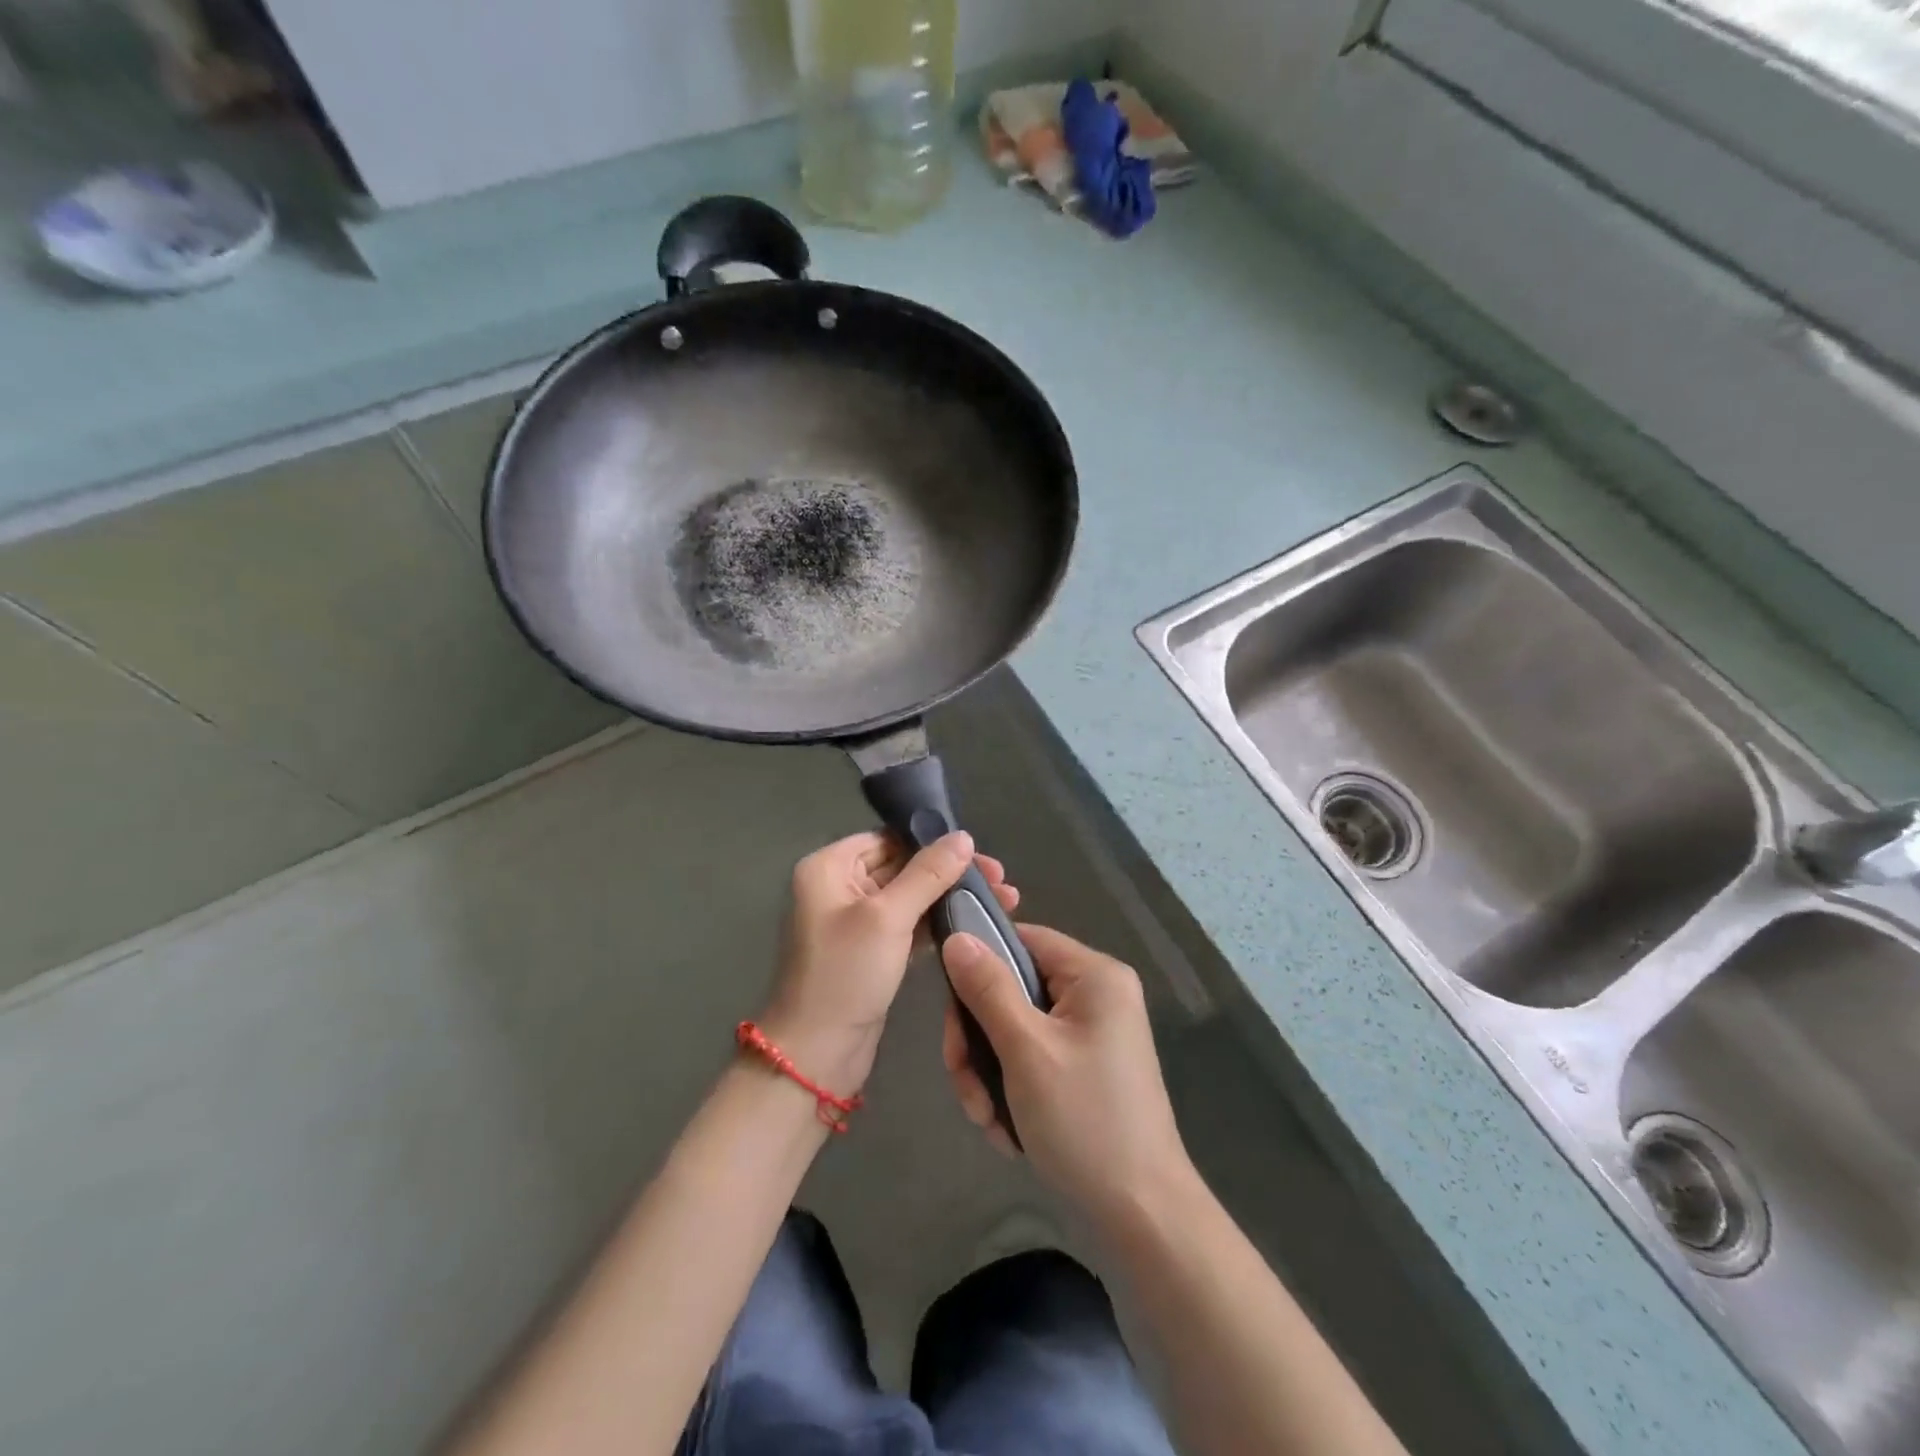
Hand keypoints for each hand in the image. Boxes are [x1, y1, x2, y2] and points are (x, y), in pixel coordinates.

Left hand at [761, 831, 1018, 1098]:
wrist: (816, 1055)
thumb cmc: (845, 974)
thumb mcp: (888, 918)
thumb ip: (928, 874)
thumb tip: (963, 836)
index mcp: (829, 867)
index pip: (888, 838)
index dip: (931, 841)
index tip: (978, 851)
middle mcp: (838, 887)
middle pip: (902, 865)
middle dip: (949, 871)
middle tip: (1000, 879)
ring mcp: (855, 922)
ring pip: (910, 897)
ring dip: (950, 896)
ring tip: (1003, 899)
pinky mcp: (872, 952)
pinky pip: (909, 925)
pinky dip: (939, 922)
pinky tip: (976, 922)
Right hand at [941, 924, 1191, 1227]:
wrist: (1142, 1216)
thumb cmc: (1084, 1121)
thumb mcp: (1026, 1050)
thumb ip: (988, 989)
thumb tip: (957, 938)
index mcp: (1095, 975)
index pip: (1023, 938)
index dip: (980, 962)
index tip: (950, 1005)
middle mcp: (1096, 995)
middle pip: (1013, 988)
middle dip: (979, 1039)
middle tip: (966, 1084)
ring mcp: (1091, 1034)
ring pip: (1015, 1029)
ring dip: (989, 1072)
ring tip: (986, 1118)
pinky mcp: (1084, 1068)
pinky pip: (1032, 1058)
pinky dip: (1011, 1089)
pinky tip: (1007, 1129)